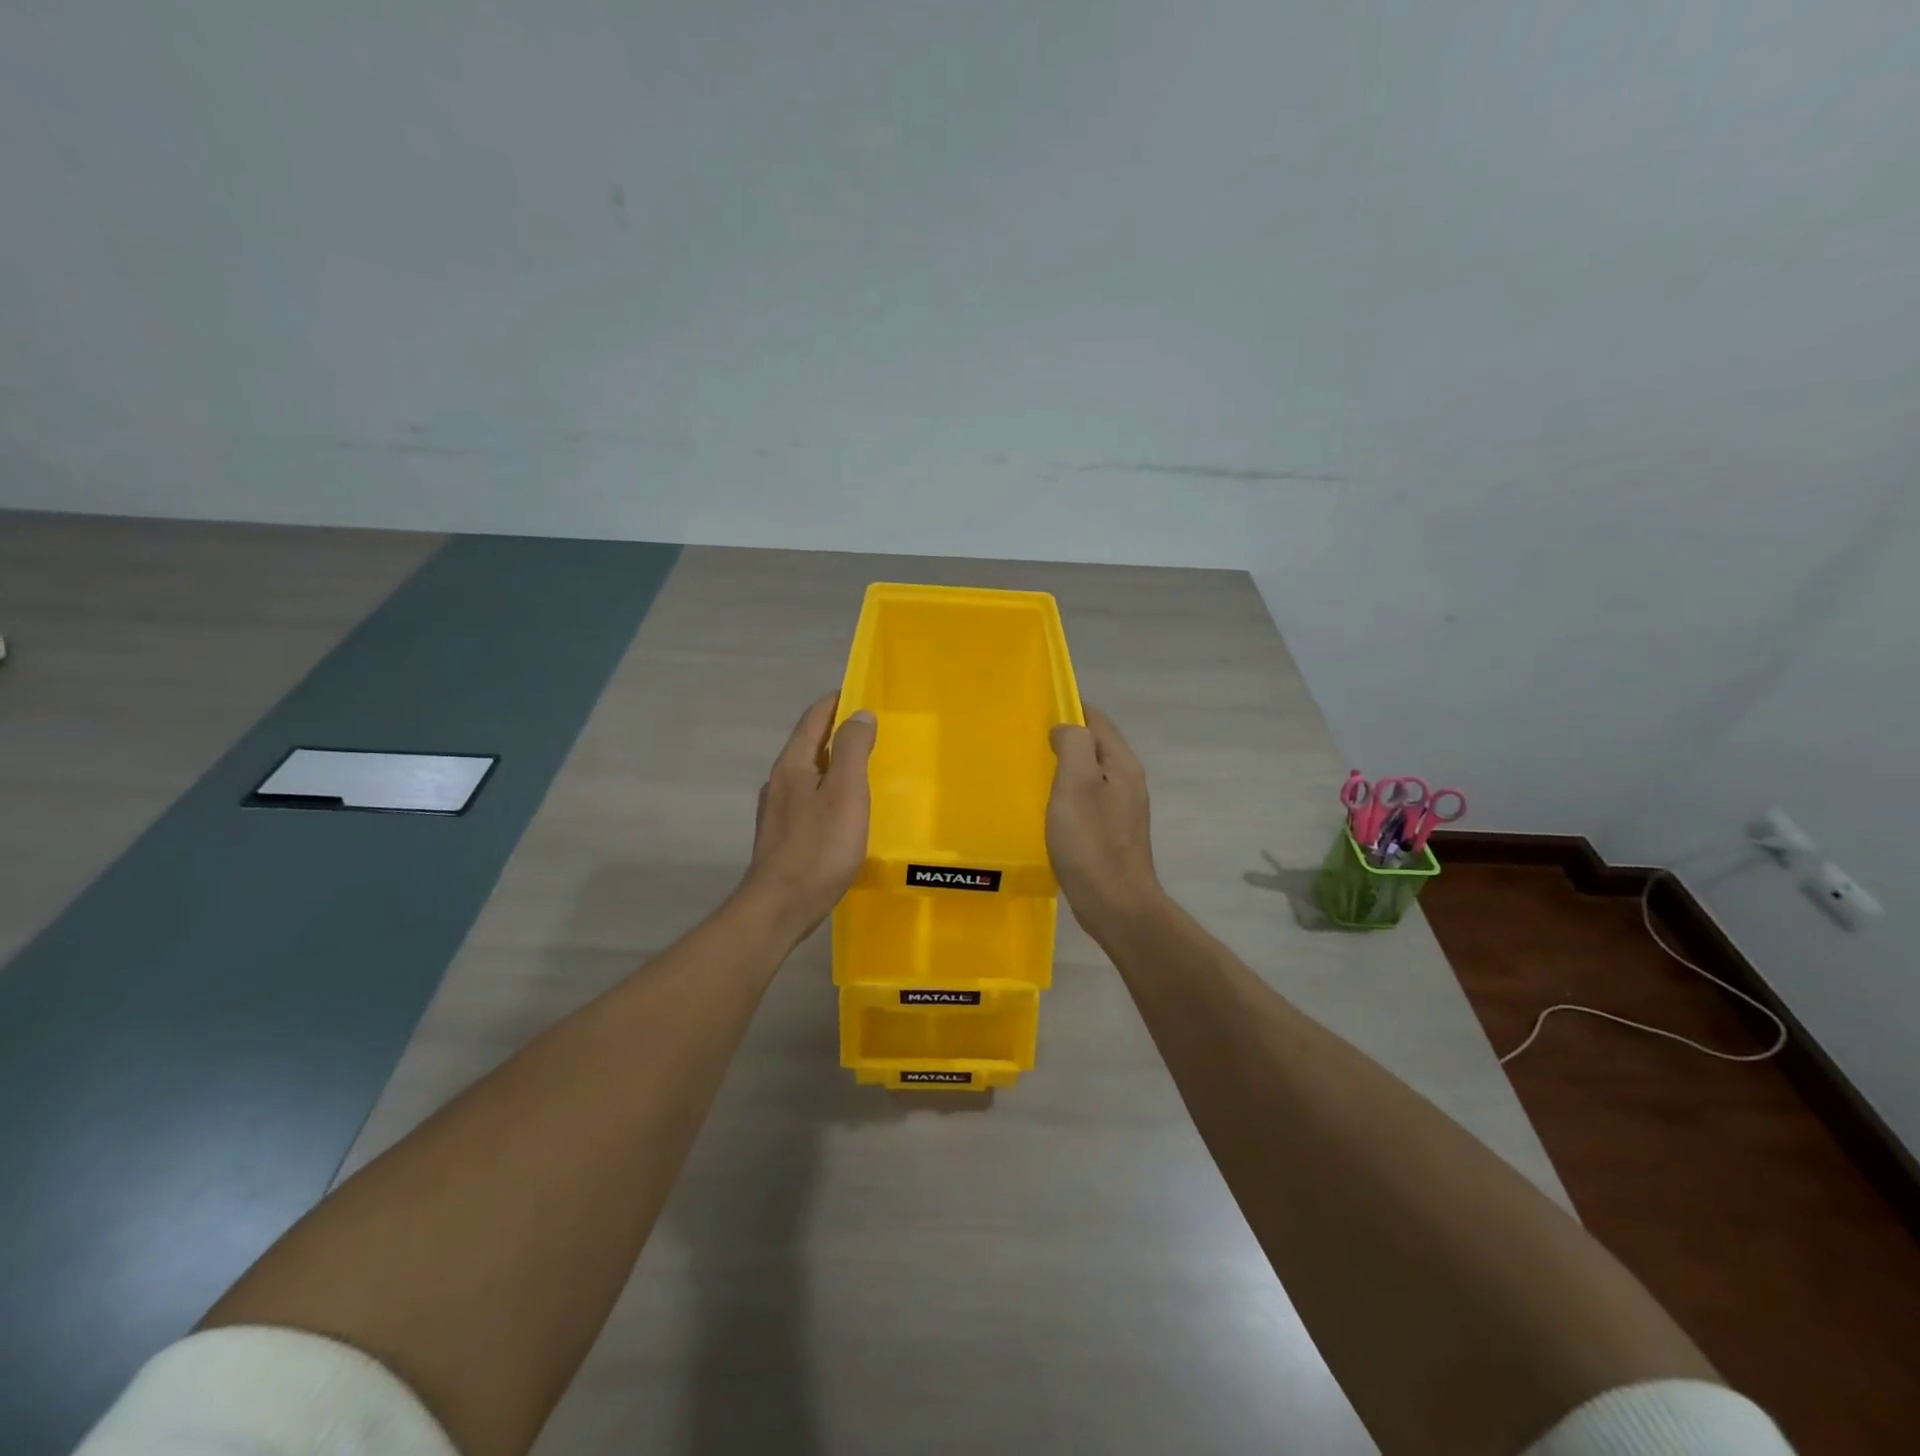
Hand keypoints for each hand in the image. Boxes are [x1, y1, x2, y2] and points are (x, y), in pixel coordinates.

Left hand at [738, 694, 876, 942]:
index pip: (813, 719)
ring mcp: (778, 812)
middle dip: (837, 732)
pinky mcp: (783, 837)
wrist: (779, 908)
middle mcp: (780, 783)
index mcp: (793, 766)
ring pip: (809, 774)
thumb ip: (852, 750)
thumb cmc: (818, 849)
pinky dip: (829, 791)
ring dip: (833, 763)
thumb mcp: (845, 794)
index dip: (836, 702)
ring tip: (862, 767)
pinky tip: (844, 810)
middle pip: (809, 745)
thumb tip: (859, 714)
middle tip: (870, 730)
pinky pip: (809, 800)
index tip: (860, 693)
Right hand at [1046, 705, 1164, 933]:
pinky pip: (1088, 799)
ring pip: (1091, 774)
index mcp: (1122, 765)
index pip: (1097, 720)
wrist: (1116, 905)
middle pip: (1096, 745)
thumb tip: (1065, 728)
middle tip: (1028, 738)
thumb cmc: (1091, 842)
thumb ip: (1074, 745)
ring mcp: (1123, 809)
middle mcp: (1127, 781)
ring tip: (1034, 768)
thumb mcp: (1076, 784)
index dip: (1070, 708)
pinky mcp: (1112, 833)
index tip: (1037, 708)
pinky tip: (1049, 806)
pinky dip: (1068, 793)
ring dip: (1066, 766)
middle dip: (1066, 737)